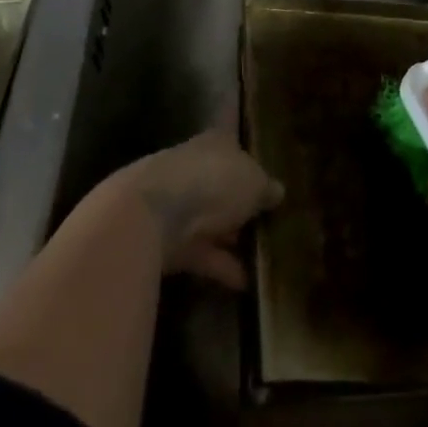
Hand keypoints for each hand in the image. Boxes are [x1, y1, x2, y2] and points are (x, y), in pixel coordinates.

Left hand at [108, 129, 282, 289]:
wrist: (150, 216)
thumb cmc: (212, 182)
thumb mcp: (254, 182)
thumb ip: (266, 187)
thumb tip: (277, 192)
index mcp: (214, 143)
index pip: (234, 143)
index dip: (250, 157)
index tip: (267, 176)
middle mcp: (193, 167)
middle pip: (221, 184)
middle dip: (241, 203)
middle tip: (270, 222)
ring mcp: (176, 204)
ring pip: (210, 221)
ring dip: (231, 239)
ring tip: (264, 258)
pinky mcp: (167, 241)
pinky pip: (201, 253)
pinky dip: (221, 266)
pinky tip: (245, 283)